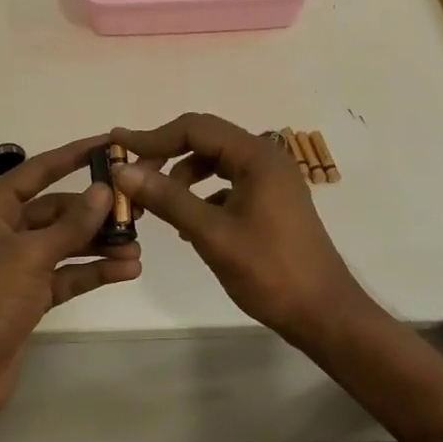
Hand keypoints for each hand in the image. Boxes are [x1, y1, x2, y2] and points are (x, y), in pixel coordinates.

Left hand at [0, 137, 142, 423]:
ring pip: (64, 244)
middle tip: (136, 208)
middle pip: (55, 210)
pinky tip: (125, 270)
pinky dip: (91, 272)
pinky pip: (64, 275)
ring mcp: (15, 265)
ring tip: (137, 246)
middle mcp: (2, 231)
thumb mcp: (31, 255)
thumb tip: (104, 190)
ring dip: (98, 244)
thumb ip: (72, 224)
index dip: (73, 156)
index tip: (108, 145)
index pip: (38, 171)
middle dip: (94, 212)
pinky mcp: (27, 297)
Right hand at [111, 113, 373, 346]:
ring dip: (183, 176)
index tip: (118, 145)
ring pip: (216, 162)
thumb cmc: (270, 271)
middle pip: (205, 140)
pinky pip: (228, 184)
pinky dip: (202, 194)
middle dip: (166, 154)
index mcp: (256, 156)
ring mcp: (271, 179)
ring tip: (156, 203)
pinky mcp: (271, 201)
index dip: (153, 136)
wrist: (324, 314)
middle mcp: (265, 158)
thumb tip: (123, 171)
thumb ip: (168, 198)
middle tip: (131, 174)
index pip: (195, 128)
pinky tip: (186, 223)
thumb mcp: (211, 234)